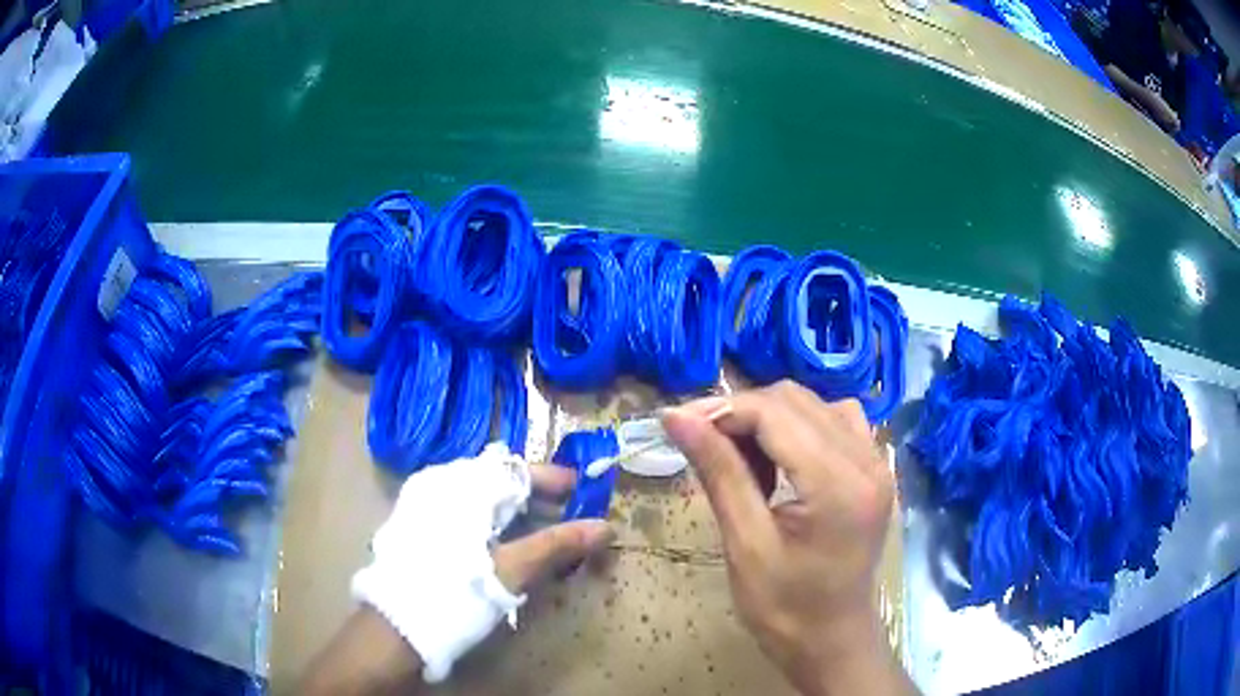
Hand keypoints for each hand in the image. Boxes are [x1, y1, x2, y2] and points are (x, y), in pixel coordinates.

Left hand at [302, 451, 612, 694]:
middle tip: (566, 516)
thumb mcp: (512, 570)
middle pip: (499, 480)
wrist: (397, 625)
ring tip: (541, 534)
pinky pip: (461, 510)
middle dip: (537, 497)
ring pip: (480, 496)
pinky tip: (503, 544)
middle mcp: (441, 483)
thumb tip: (604, 527)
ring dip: (514, 511)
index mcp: (464, 486)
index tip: (582, 491)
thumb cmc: (457, 591)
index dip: (553, 479)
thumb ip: (557, 545)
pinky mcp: (416, 523)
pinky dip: (489, 521)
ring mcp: (424, 502)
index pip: (518, 468)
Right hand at [663, 381, 913, 695]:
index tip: (676, 423)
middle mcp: (867, 460)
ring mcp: (876, 462)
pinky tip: (778, 460)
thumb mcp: (745, 545)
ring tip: (739, 459)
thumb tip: (676, 417)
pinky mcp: (874, 469)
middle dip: (742, 413)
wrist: (832, 640)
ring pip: (813, 405)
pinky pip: (833, 421)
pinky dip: (797, 428)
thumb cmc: (785, 609)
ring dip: (768, 419)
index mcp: (839, 485)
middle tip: (702, 445)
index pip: (776, 414)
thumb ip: (718, 473)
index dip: (722, 410)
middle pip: (795, 401)